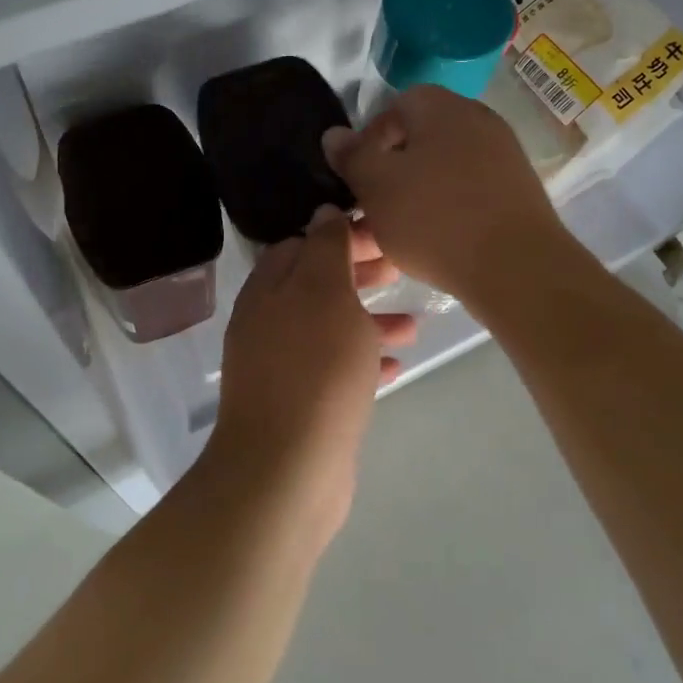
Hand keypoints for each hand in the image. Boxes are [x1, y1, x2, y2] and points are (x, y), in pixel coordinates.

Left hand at [202, 207, 414, 540]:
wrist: (288, 471)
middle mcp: (268, 323)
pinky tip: (398, 365)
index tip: (383, 234)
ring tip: (414, 323)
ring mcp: (282, 366)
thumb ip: (326, 247)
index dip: (342, 235)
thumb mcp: (325, 292)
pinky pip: (336, 370)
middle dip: (358, 274)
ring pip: (330, 328)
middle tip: (400, 269)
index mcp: (269, 289)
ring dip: (369, 320)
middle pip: (317, 285)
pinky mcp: (301, 405)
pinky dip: (365, 361)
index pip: (302, 244)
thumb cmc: (314, 368)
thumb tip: (324, 211)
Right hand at [323, 85, 565, 302]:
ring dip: (416, 194)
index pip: (396, 106)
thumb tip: (334, 134)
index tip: (358, 177)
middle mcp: (478, 121)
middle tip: (373, 206)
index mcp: (443, 108)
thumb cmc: (435, 219)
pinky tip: (435, 242)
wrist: (518, 269)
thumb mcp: (376, 186)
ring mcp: (504, 156)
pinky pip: (469, 191)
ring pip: (443, 168)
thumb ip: (352, 156)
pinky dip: (447, 209)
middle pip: (421, 138)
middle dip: (392, 170)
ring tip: (397, 232)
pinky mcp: (518, 191)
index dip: (370, 139)